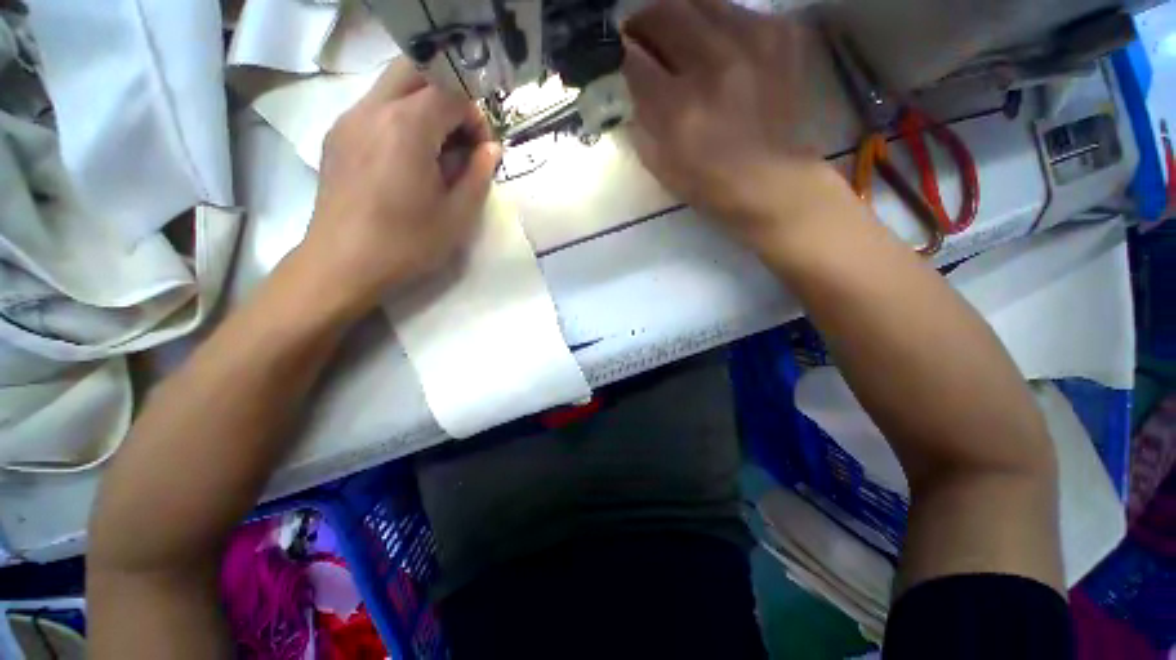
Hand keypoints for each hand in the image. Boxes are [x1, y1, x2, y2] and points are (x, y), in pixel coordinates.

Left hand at [297, 60, 501, 316]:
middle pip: (417, 70)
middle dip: (448, 96)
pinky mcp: (337, 136)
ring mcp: (349, 119)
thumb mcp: (458, 216)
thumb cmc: (407, 243)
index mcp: (407, 127)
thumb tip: (491, 149)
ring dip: (424, 106)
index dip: (475, 116)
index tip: (481, 150)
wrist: (342, 264)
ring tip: (436, 152)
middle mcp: (373, 109)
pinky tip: (407, 160)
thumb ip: (479, 176)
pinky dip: (401, 119)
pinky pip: (375, 107)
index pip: (451, 91)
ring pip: (394, 85)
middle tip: (460, 139)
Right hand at [622, 0, 844, 244]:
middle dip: (643, 22)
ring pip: (701, 1)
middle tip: (639, 35)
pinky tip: (717, 46)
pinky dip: (717, 23)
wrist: (772, 181)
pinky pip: (737, 11)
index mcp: (679, 109)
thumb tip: (627, 87)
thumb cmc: (709, 184)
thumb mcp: (661, 166)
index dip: (617, 54)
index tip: (614, 56)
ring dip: (679, 16)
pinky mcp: (779, 36)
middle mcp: (713, 66)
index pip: (633, 61)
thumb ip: (639, 123)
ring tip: (676, 36)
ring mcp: (751, 43)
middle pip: (665, 14)